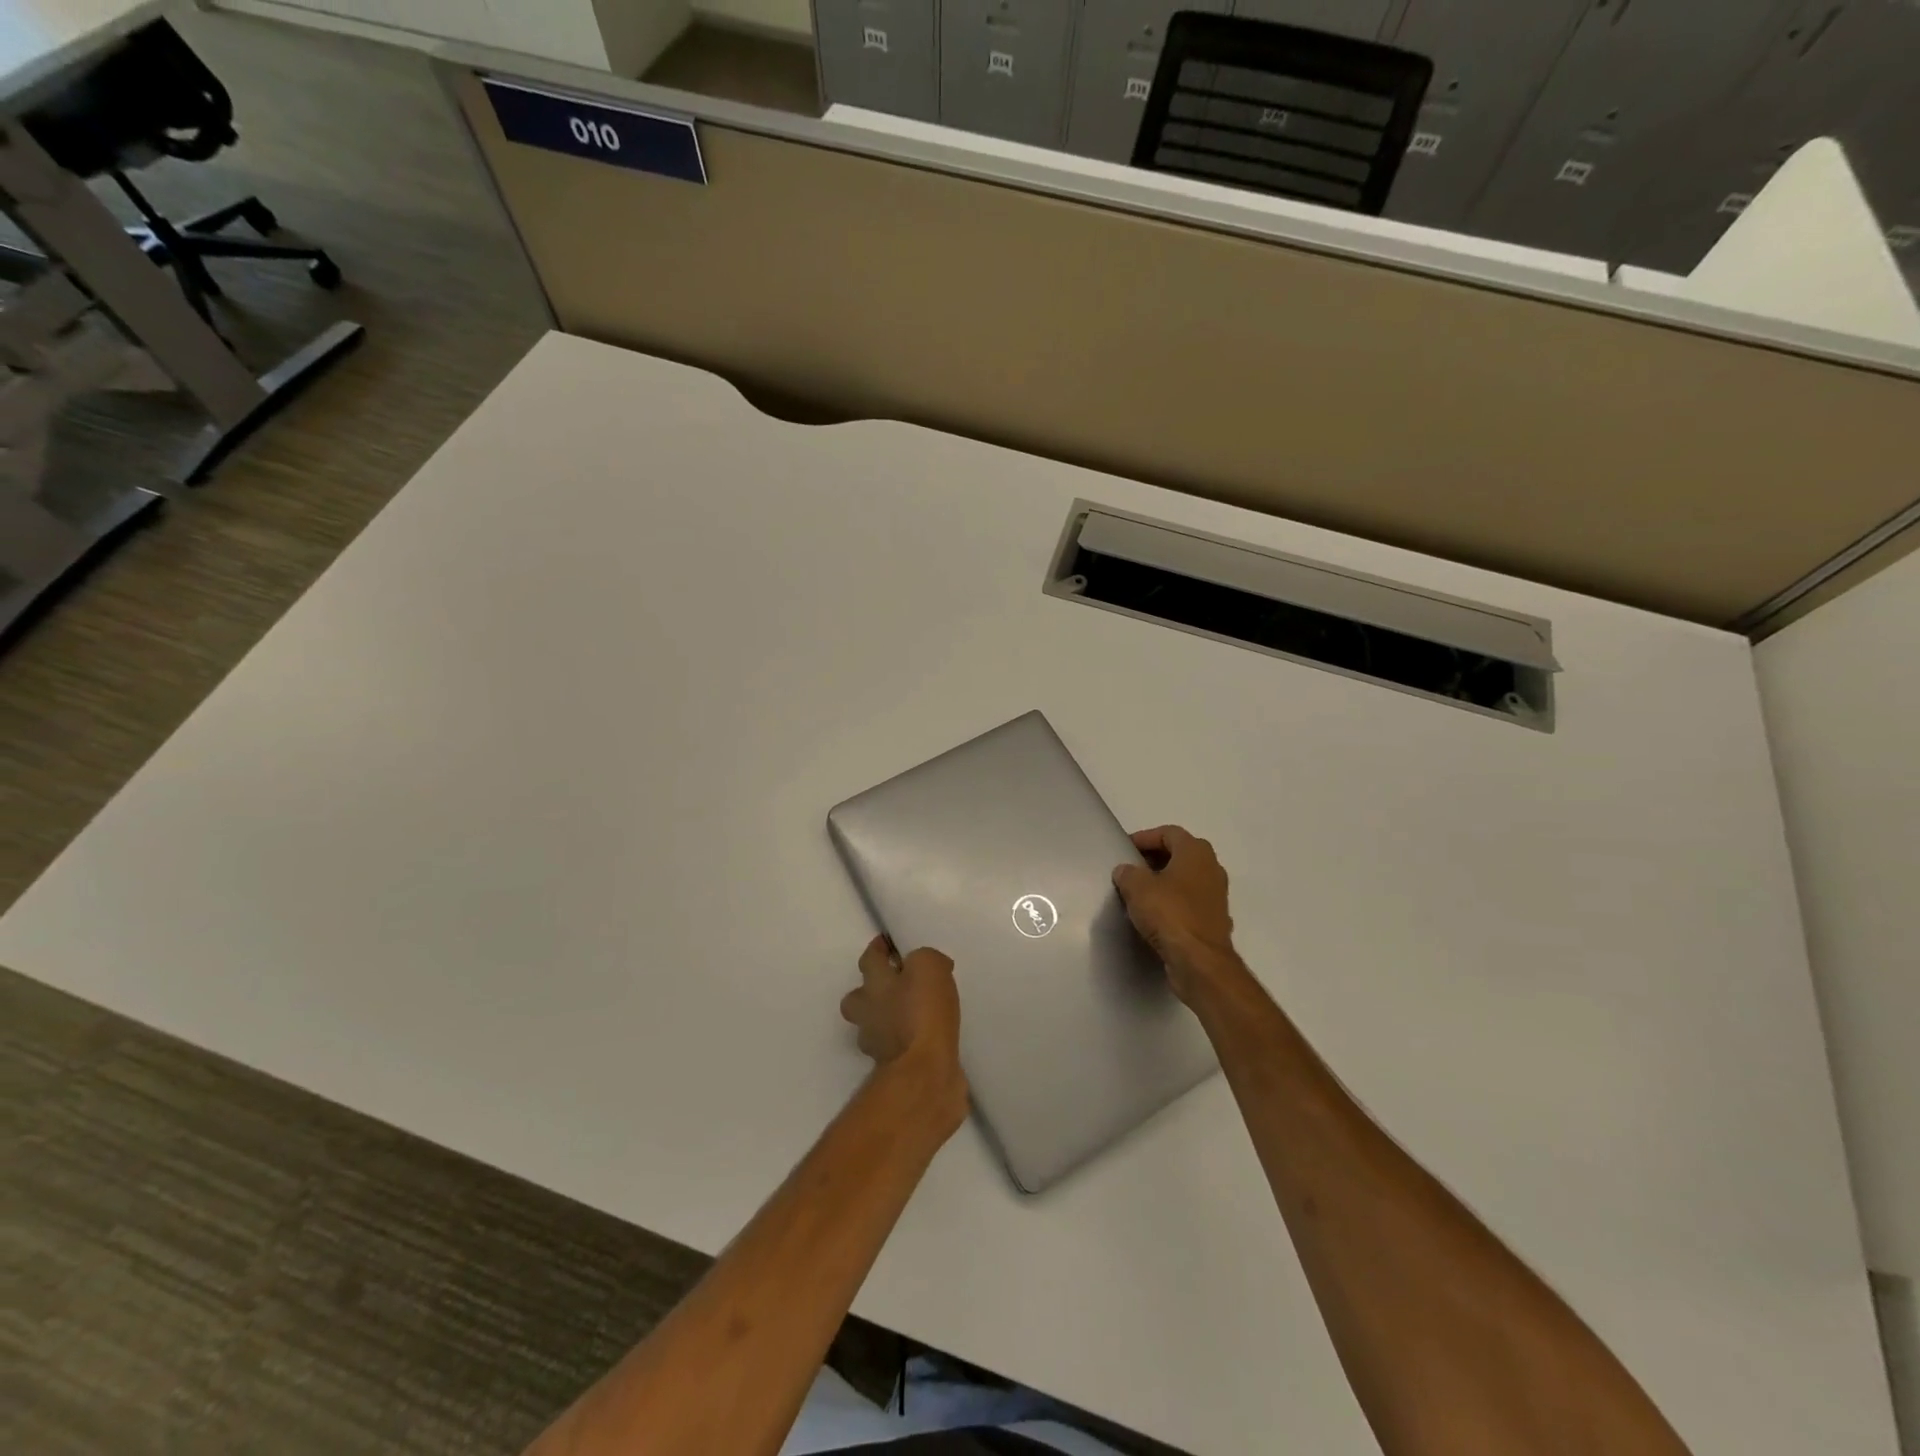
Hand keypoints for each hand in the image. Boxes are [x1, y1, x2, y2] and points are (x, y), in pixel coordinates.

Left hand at [840, 937, 966, 1126]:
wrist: (925, 1072)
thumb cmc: (923, 1013)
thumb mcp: (929, 968)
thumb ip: (925, 960)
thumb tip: (928, 967)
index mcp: (875, 984)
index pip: (870, 959)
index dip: (878, 949)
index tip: (886, 943)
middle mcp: (869, 1013)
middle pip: (857, 998)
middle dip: (870, 990)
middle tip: (894, 985)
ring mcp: (878, 1044)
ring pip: (873, 1025)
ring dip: (887, 1018)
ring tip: (912, 1014)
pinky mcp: (894, 1068)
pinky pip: (895, 1047)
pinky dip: (906, 1041)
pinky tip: (924, 1038)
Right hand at [1113, 826, 1243, 1003]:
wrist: (1200, 962)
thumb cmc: (1169, 914)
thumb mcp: (1137, 888)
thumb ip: (1128, 873)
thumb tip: (1126, 871)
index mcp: (1196, 852)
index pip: (1169, 833)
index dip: (1145, 837)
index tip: (1125, 849)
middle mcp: (1212, 869)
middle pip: (1180, 854)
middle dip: (1155, 859)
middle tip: (1132, 868)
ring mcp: (1216, 896)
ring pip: (1187, 880)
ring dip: (1165, 882)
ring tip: (1140, 892)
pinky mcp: (1214, 920)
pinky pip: (1190, 903)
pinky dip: (1174, 904)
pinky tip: (1156, 916)